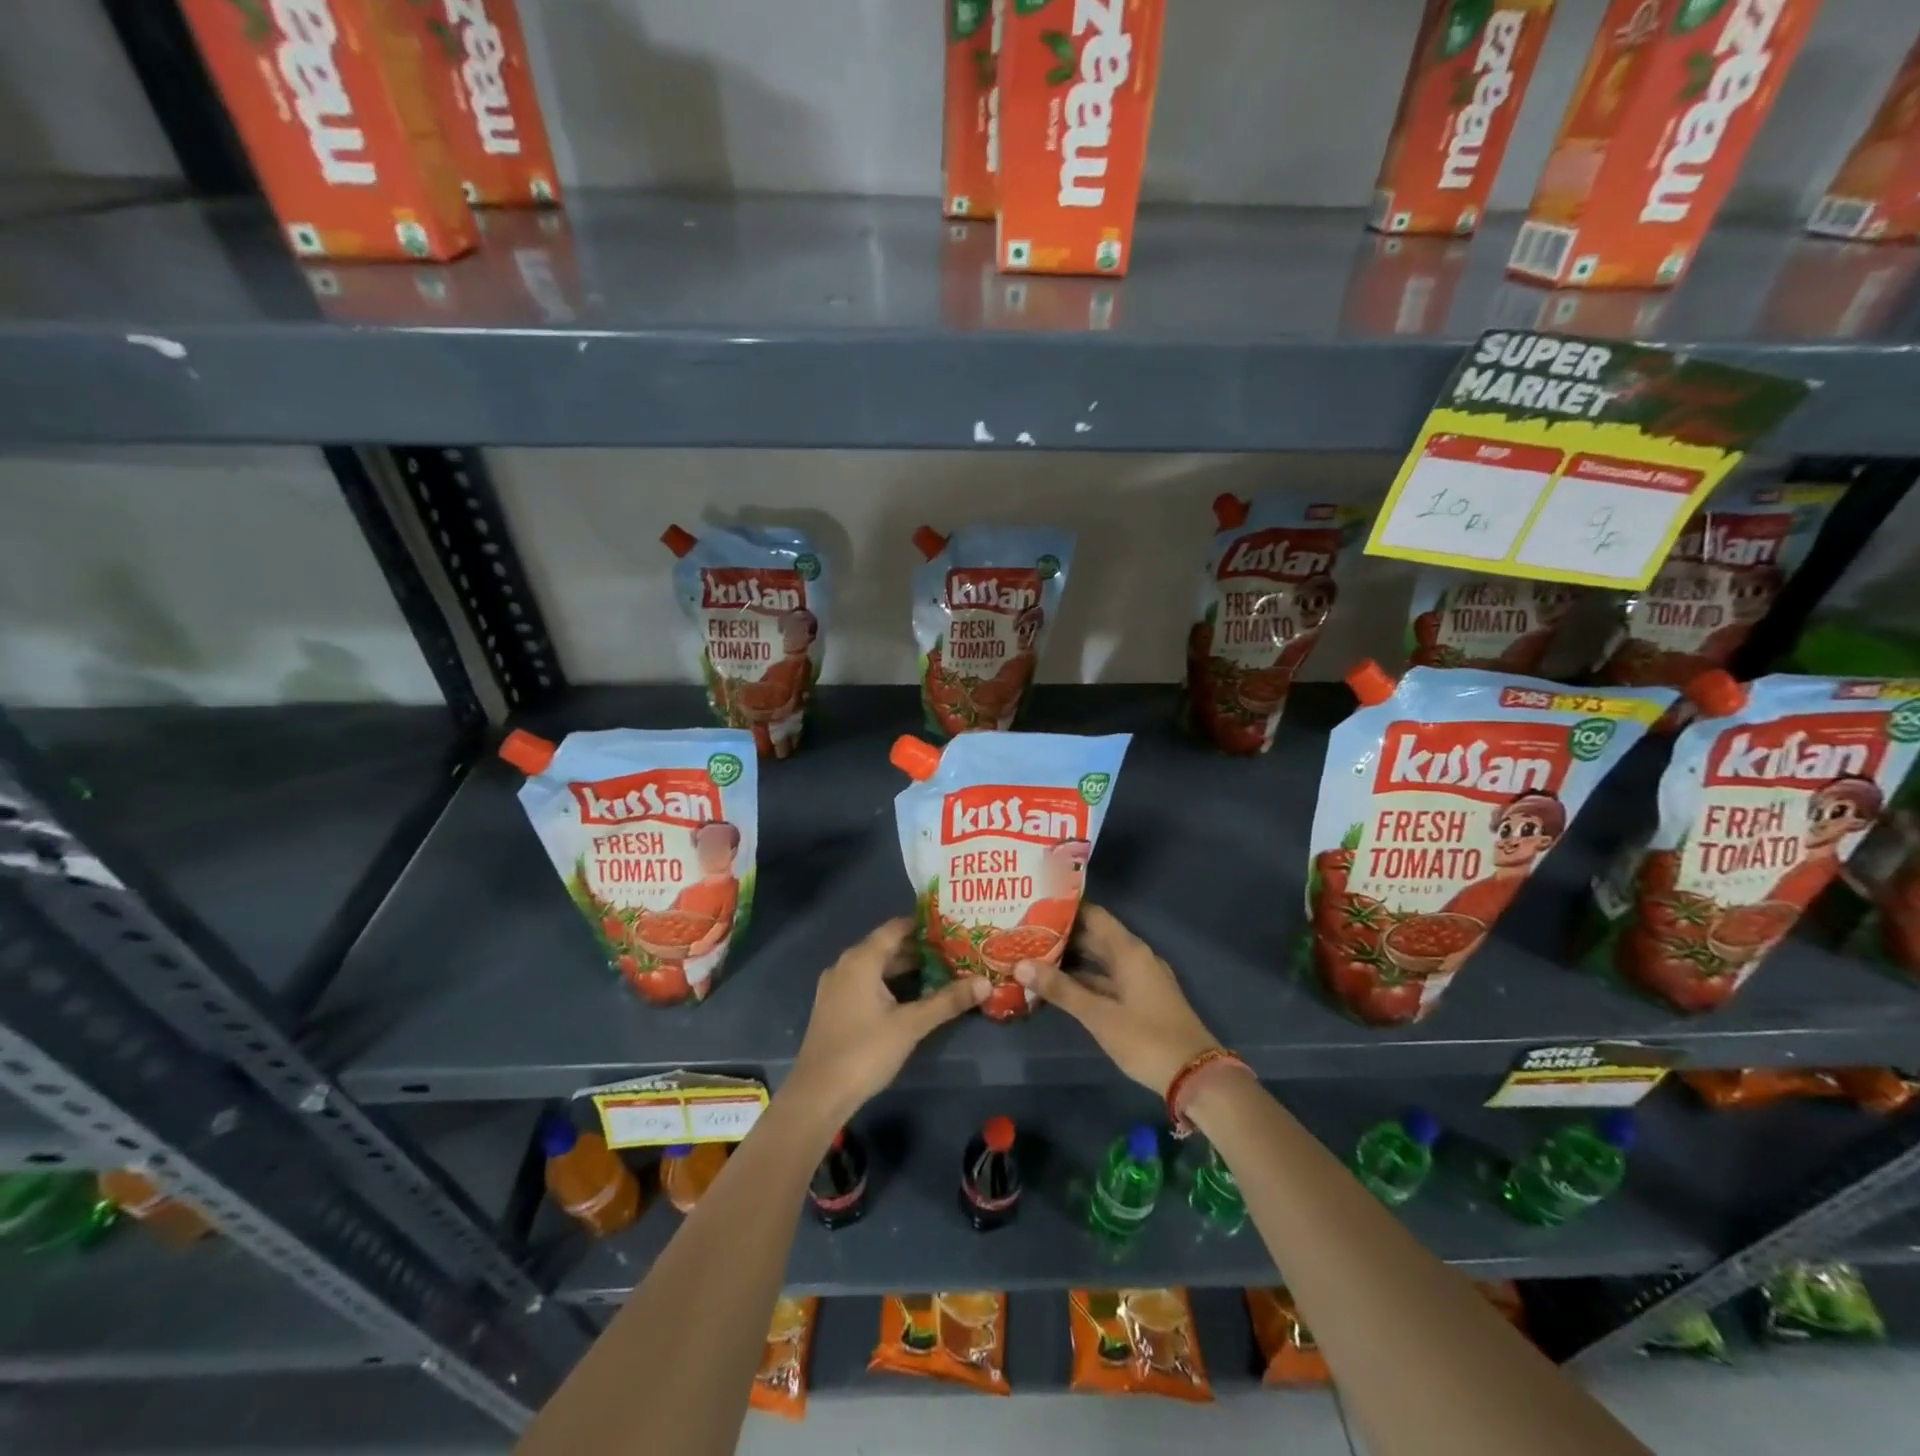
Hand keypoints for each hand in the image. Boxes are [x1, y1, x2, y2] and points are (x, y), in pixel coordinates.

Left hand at [787, 919, 985, 1124]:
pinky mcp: (834, 1007)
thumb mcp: (911, 1025)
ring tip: (941, 971)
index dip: (925, 925)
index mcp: (861, 959)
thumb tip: (985, 982)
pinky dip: (890, 983)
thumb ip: (947, 1001)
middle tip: (955, 951)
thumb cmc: (865, 1051)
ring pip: (877, 967)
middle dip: (920, 949)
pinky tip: (912, 997)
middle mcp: (846, 965)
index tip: (953, 927)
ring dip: (906, 968)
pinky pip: (866, 983)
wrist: (817, 1095)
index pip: (897, 927)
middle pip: (887, 947)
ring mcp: (836, 986)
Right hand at [1014, 903, 1219, 1094]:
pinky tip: (1059, 987)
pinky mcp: (1141, 1000)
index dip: (1064, 910)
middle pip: (1095, 936)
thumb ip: (1060, 989)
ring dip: (1072, 959)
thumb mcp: (1099, 1015)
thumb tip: (1020, 964)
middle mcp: (1135, 957)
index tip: (1033, 907)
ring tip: (1034, 957)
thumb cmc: (1146, 1039)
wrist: (1196, 1077)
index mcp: (1129, 951)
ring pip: (1100, 960)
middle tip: (1025, 933)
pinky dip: (1085, 980)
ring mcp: (1140, 979)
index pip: (1093, 915)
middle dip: (1062, 936)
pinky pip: (1107, 979)